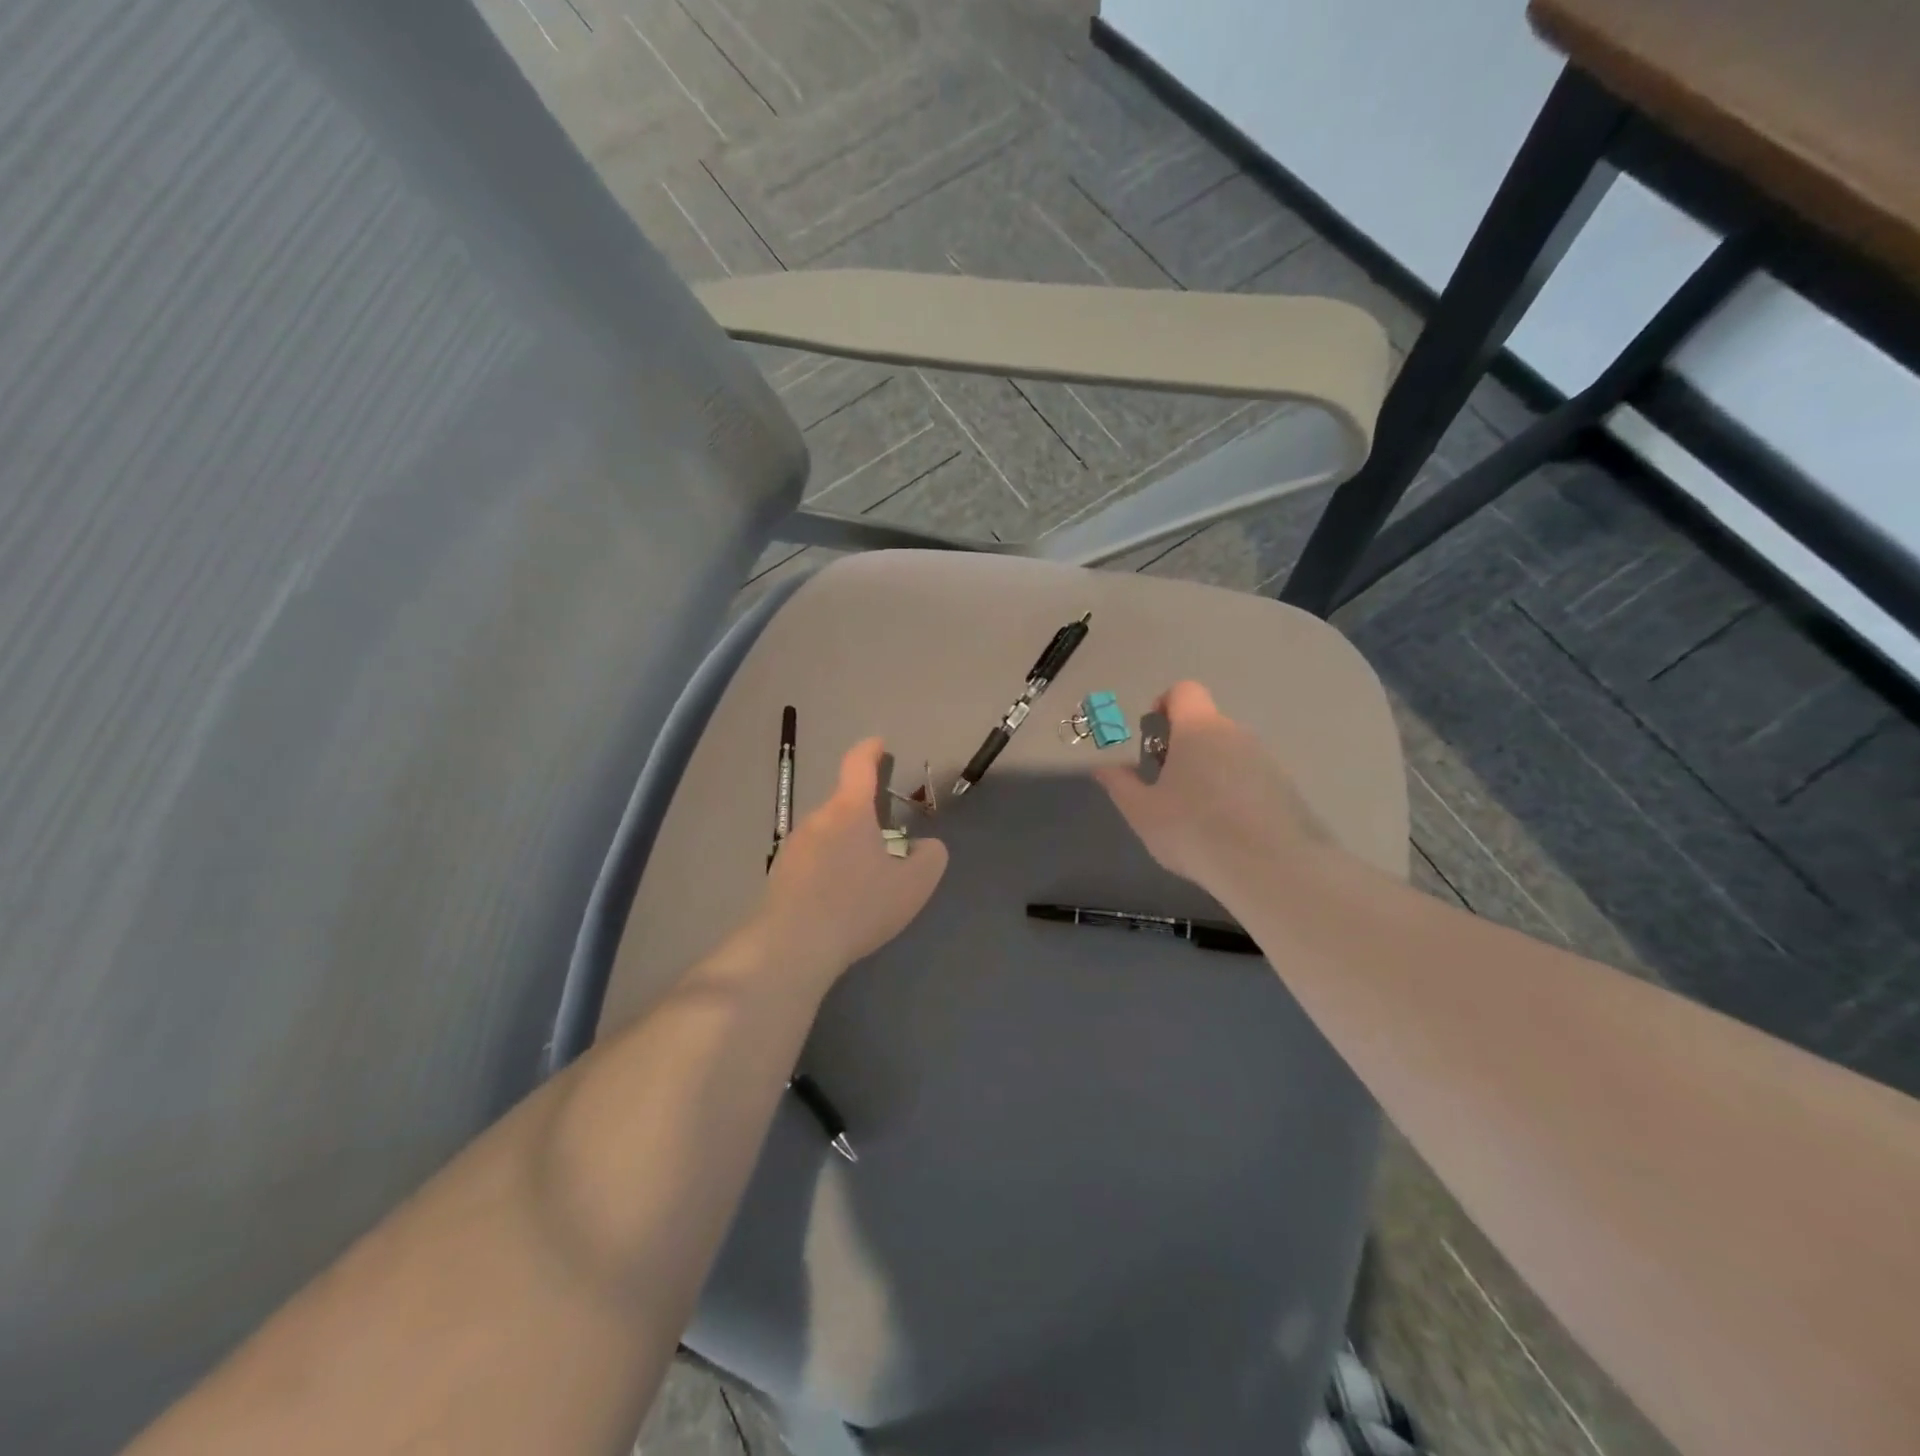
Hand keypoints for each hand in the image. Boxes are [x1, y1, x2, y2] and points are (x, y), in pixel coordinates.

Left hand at [755, 738, 948, 984]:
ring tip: (863, 885)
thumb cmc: (858, 906)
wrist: (792, 946)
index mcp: (849, 811)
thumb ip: (930, 858)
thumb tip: (925, 847)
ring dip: (846, 849)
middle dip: (865, 820)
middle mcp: (817, 819)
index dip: (871, 751)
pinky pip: (811, 862)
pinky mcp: (778, 875)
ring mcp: (792, 847)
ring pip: (827, 836)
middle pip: (844, 807)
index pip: (859, 766)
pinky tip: (837, 904)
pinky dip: (828, 872)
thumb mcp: (913, 885)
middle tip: (887, 849)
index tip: (879, 745)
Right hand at [1094, 681, 1329, 896]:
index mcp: (1197, 729)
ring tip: (1197, 813)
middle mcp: (1234, 733)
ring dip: (1209, 769)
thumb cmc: (1193, 830)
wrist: (1269, 868)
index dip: (1164, 705)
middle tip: (1166, 785)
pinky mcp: (1285, 786)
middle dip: (1182, 746)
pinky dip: (1234, 790)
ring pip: (1227, 751)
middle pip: (1204, 724)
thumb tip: (1104, 767)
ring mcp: (1264, 758)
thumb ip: (1120, 784)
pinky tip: (1227, 827)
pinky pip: (1249, 776)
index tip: (1152, 739)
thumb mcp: (1142, 811)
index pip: (1183, 691)